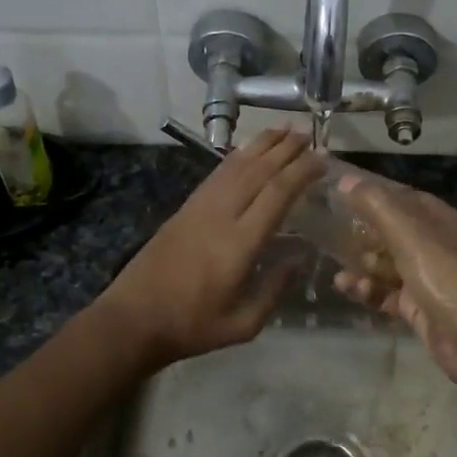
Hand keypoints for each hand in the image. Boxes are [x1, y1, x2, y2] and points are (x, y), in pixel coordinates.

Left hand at [98, 127, 324, 370]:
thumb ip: (274, 290)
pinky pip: (216, 174)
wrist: (133, 319)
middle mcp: (221, 215)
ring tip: (284, 130)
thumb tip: (298, 258)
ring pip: (235, 166)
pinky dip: (236, 157)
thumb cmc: (192, 326)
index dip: (301, 171)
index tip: (323, 158)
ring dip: (261, 145)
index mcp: (239, 243)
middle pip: (258, 171)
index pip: (277, 194)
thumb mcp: (243, 324)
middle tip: (309, 134)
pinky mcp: (185, 208)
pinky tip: (247, 151)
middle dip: (285, 149)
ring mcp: (199, 208)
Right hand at [331, 169, 456, 391]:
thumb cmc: (442, 274)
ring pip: (388, 265)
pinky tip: (351, 290)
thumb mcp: (407, 232)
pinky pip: (388, 293)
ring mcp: (429, 278)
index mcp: (442, 220)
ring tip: (341, 275)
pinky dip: (370, 291)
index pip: (405, 198)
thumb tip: (345, 180)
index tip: (342, 195)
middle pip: (394, 232)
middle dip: (364, 235)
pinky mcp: (419, 307)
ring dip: (363, 267)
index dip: (376, 194)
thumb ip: (375, 204)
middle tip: (333, 237)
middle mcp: (437, 246)